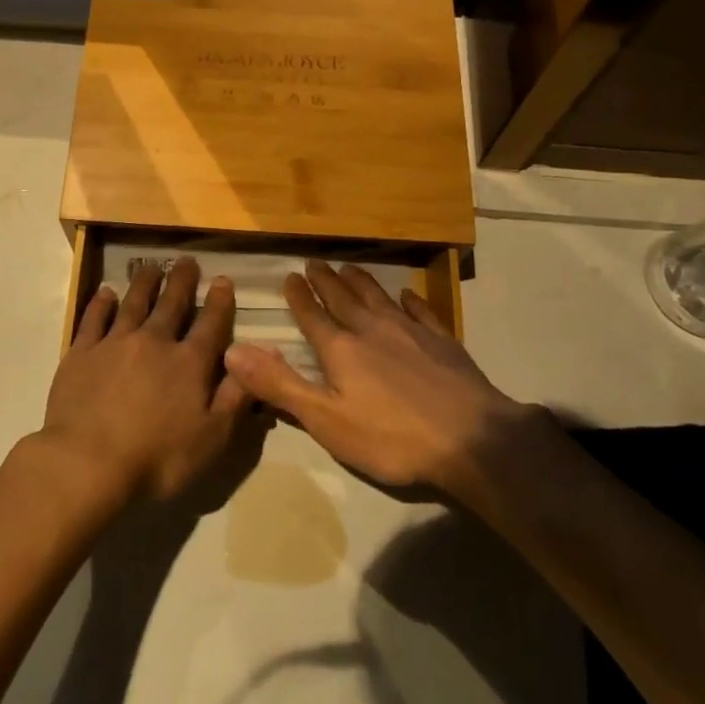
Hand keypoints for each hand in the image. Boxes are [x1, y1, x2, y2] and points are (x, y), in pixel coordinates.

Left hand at [42, 258, 254, 504]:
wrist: (87, 462)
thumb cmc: (157, 458)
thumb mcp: (212, 438)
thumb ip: (236, 396)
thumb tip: (257, 358)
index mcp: (189, 363)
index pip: (211, 324)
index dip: (219, 301)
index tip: (222, 280)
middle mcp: (154, 342)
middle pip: (172, 304)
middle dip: (182, 281)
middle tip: (187, 261)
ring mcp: (115, 343)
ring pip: (134, 303)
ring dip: (145, 283)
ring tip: (152, 267)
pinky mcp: (82, 352)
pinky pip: (94, 318)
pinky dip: (101, 302)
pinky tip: (106, 292)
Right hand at [222, 260, 526, 492]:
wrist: (471, 439)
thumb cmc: (391, 438)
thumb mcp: (327, 420)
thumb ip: (280, 385)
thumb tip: (233, 351)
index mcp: (342, 350)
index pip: (313, 316)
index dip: (299, 297)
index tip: (290, 276)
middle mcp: (373, 330)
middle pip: (344, 299)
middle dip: (326, 281)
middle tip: (314, 263)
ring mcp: (411, 332)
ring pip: (379, 297)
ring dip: (362, 281)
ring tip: (349, 267)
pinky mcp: (443, 342)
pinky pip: (422, 311)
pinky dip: (411, 300)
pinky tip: (408, 294)